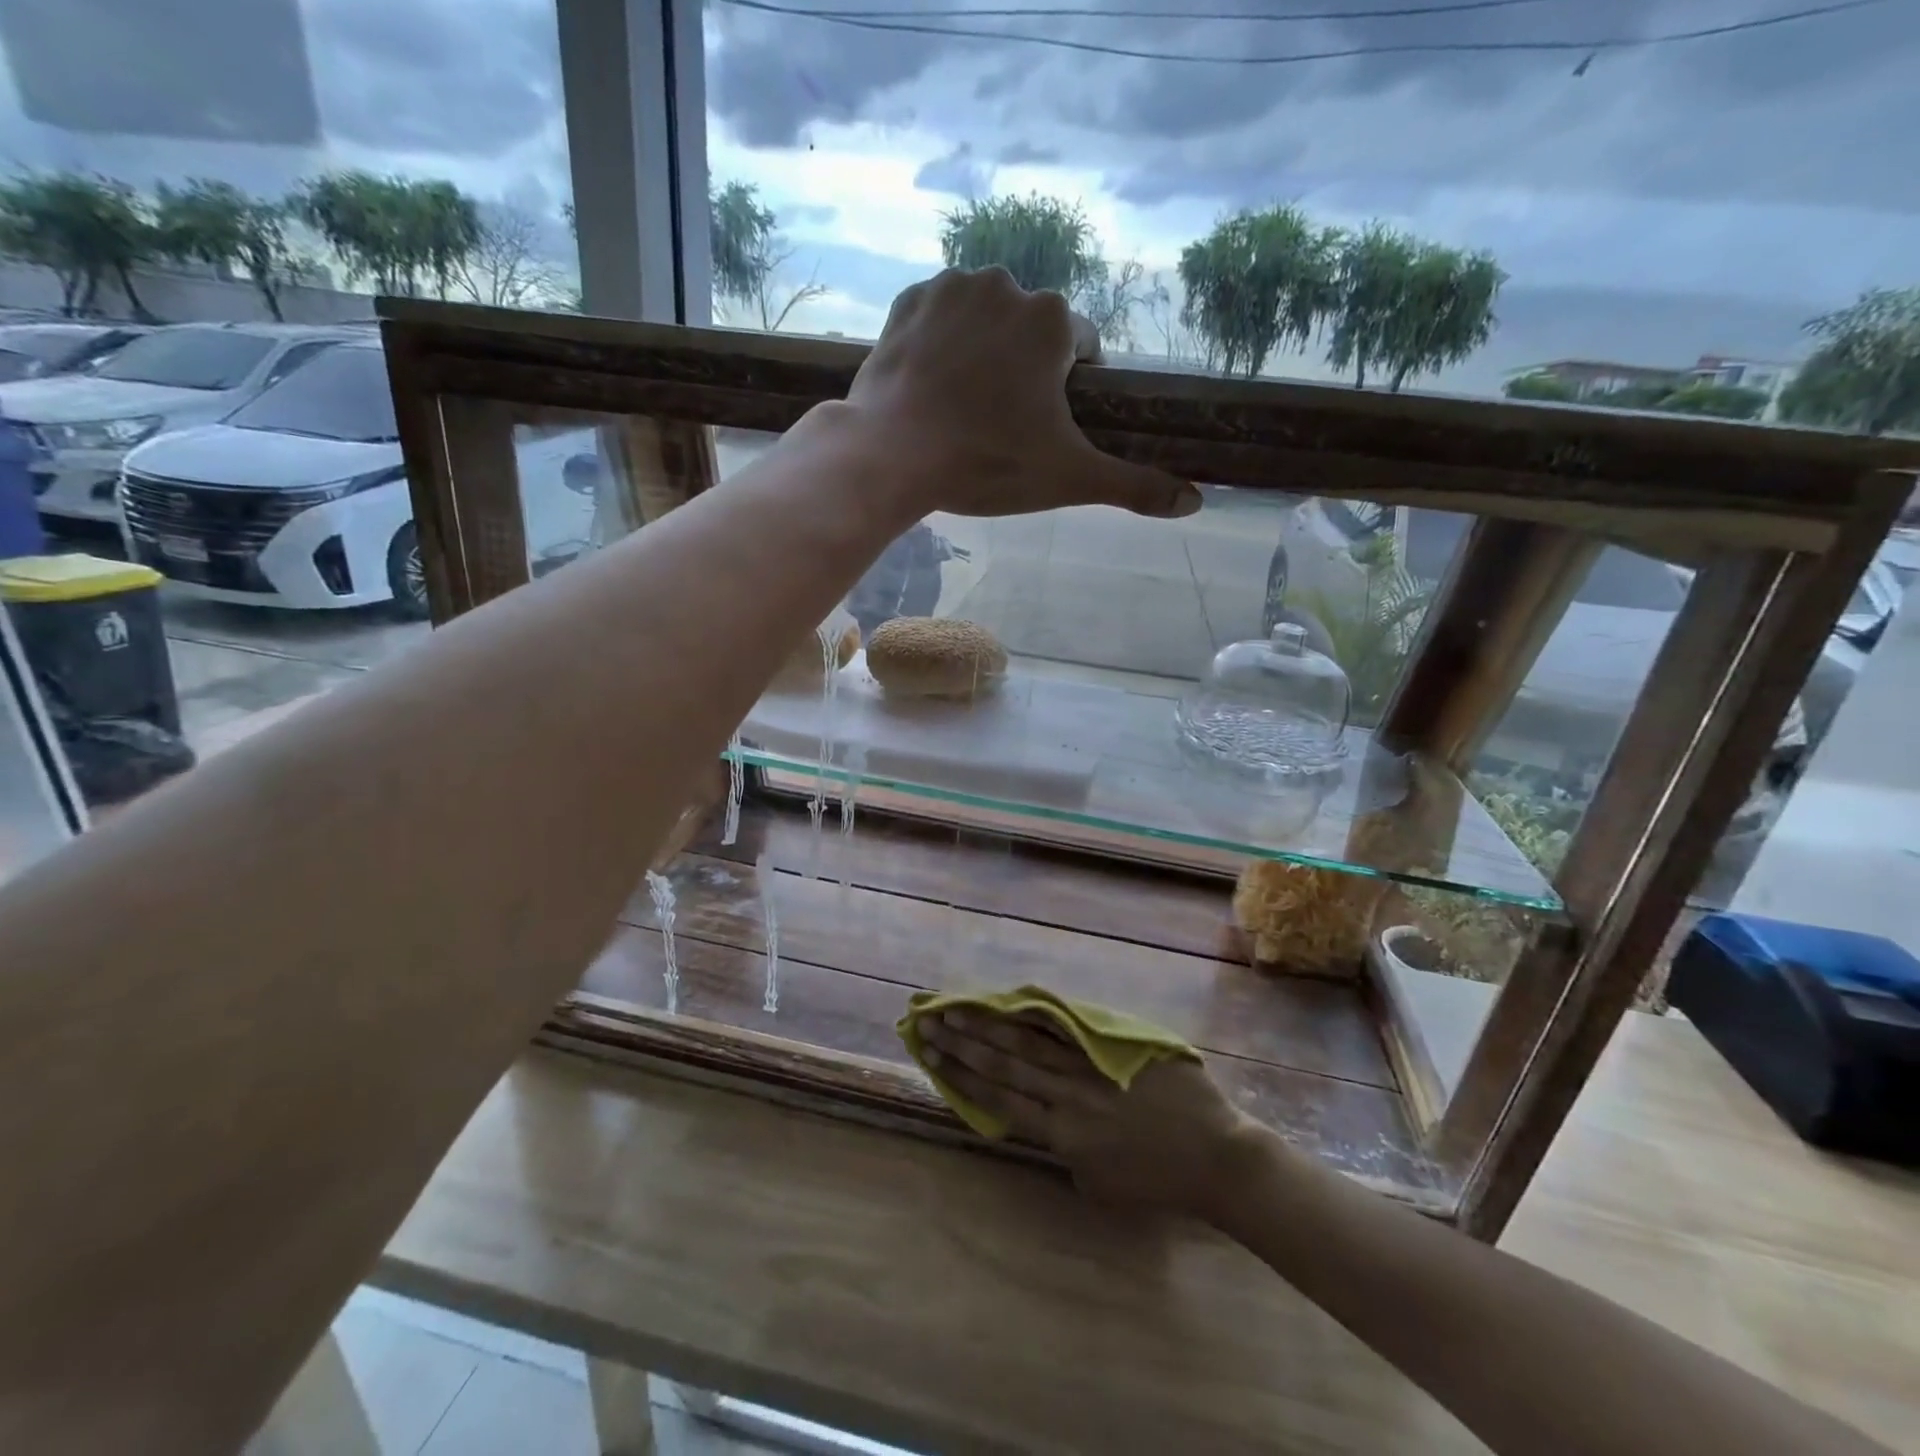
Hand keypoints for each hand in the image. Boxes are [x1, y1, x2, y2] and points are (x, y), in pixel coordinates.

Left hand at [843, 267, 1200, 520]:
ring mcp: (953, 288)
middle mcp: (1008, 286)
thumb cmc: (987, 463)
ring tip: (962, 407)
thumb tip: (1196, 501)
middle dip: (1023, 370)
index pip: (1081, 349)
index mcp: (1054, 321)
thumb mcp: (1069, 479)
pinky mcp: (908, 301)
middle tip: (998, 423)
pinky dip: (940, 343)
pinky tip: (931, 385)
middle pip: (1031, 332)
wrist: (892, 454)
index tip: (1043, 426)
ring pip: (985, 320)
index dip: (1068, 389)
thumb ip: (1133, 486)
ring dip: (983, 352)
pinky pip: (939, 317)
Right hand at [919, 1008, 1258, 1216]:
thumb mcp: (1099, 1182)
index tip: (932, 1056)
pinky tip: (1014, 999)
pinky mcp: (1113, 1046)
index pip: (999, 1100)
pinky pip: (1069, 1026)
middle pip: (1004, 1064)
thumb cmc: (1158, 1179)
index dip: (962, 1076)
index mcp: (1062, 1136)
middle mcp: (1067, 1097)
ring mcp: (1090, 1067)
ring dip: (988, 1024)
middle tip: (928, 1022)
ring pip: (1029, 1041)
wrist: (1215, 1156)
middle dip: (963, 1043)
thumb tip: (1044, 1117)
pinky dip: (1038, 1013)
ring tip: (956, 1007)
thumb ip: (1065, 1149)